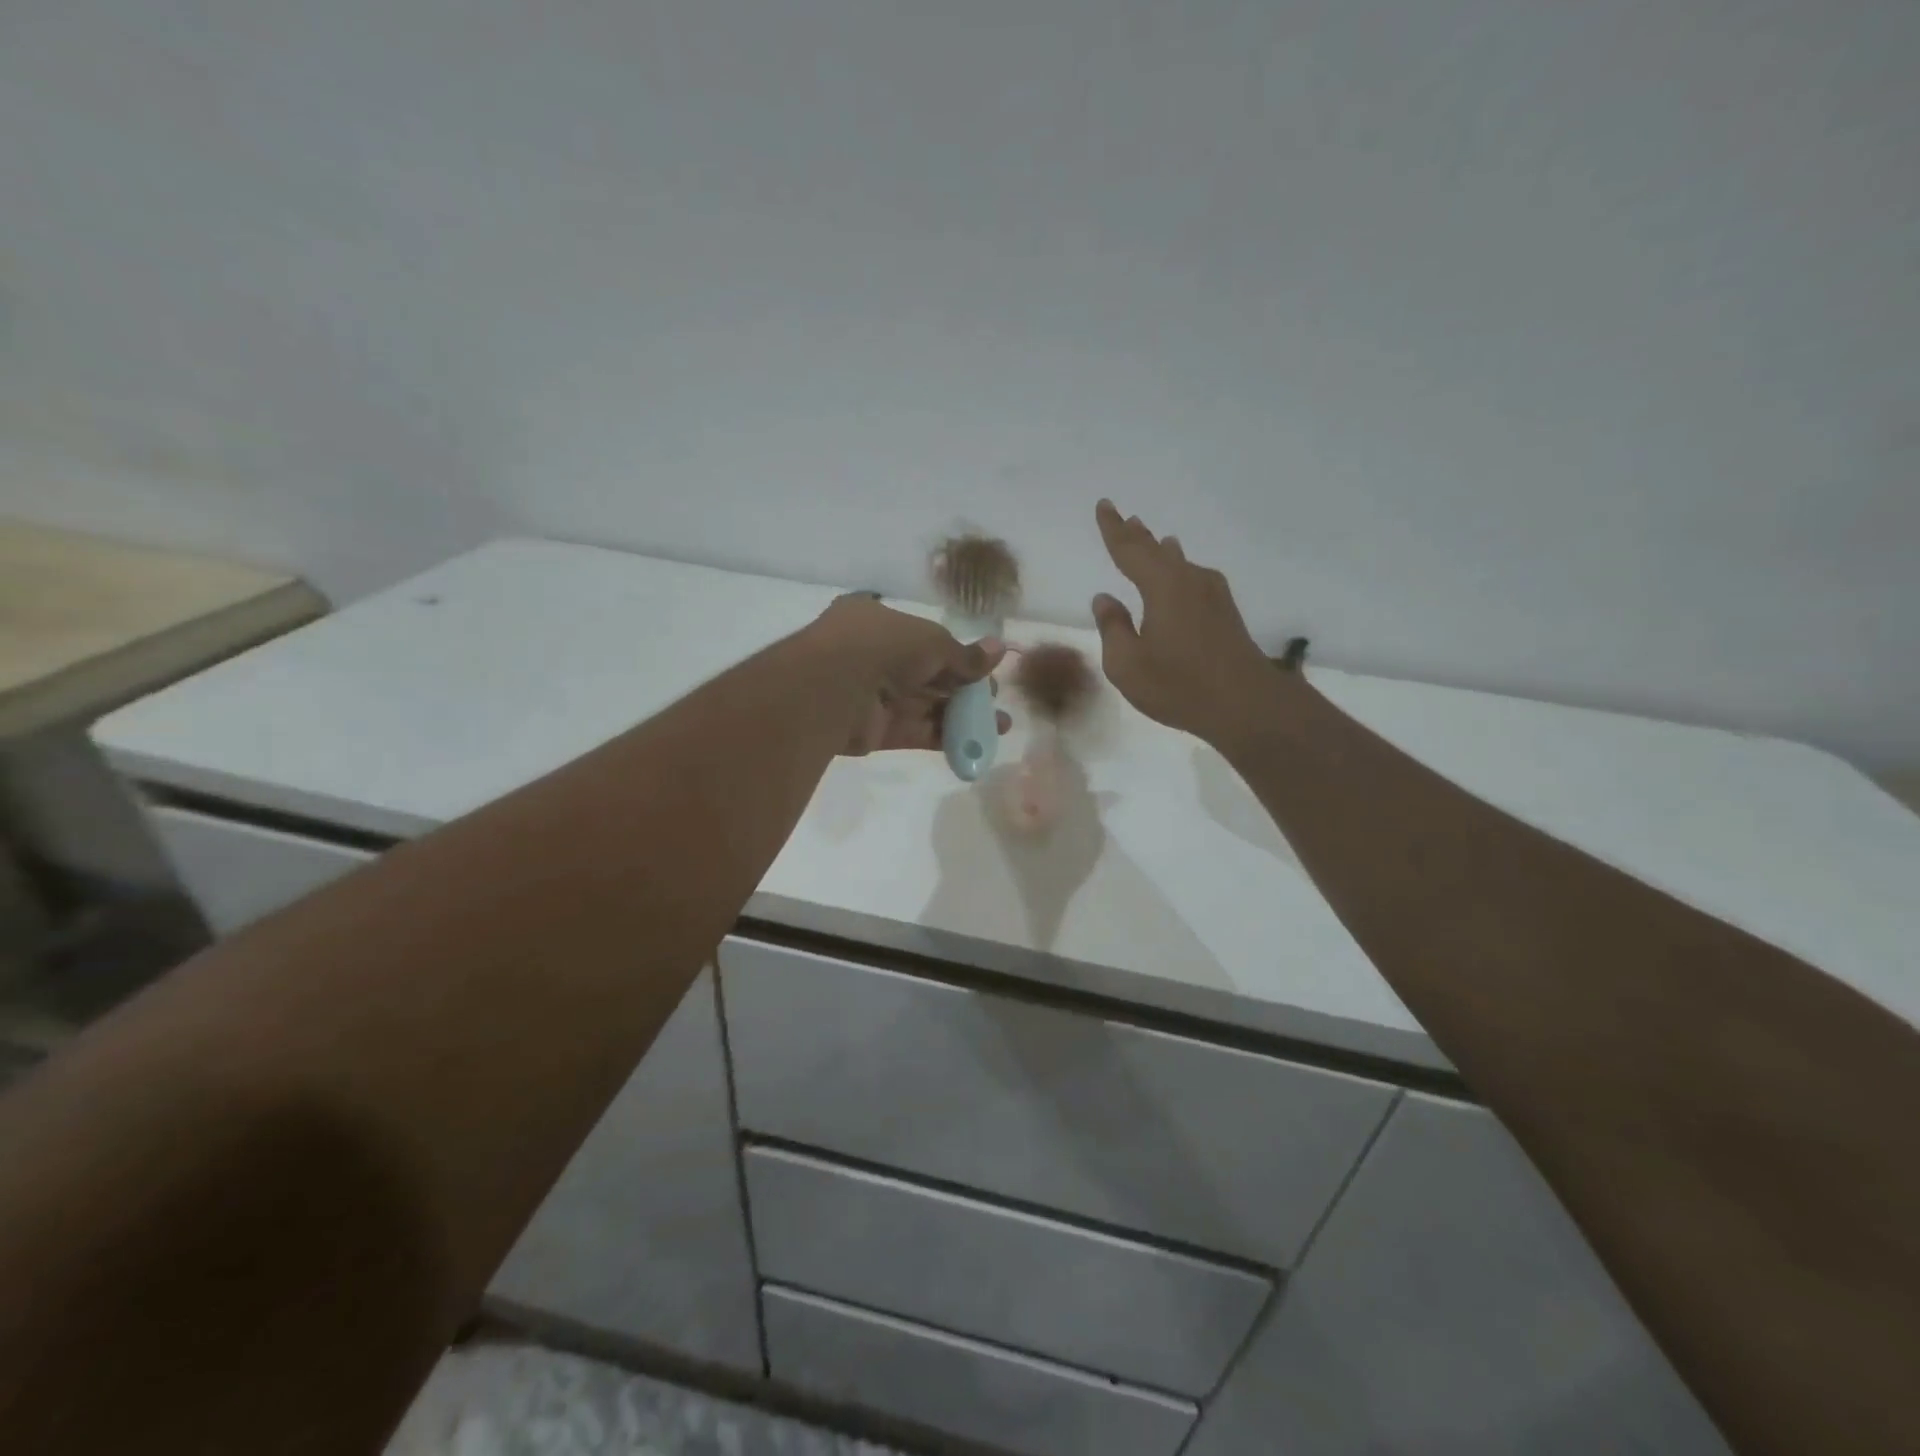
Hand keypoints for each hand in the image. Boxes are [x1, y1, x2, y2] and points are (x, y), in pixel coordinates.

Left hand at [805, 595, 1010, 755]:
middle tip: (996, 699)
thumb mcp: (933, 641)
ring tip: (999, 725)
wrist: (834, 687)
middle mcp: (874, 656)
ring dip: (962, 716)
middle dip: (965, 688)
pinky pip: (915, 731)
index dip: (957, 654)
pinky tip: (976, 743)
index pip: (925, 638)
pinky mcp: (875, 731)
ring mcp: (873, 695)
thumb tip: (1000, 649)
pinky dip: (945, 737)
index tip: (986, 668)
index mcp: (878, 623)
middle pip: (928, 675)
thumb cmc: (883, 646)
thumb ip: (965, 654)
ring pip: (925, 705)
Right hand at [1091, 500, 1285, 748]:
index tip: (1104, 506)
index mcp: (1161, 587)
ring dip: (1162, 551)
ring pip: (1179, 563)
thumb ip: (1113, 628)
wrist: (1246, 704)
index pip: (1129, 550)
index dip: (1113, 529)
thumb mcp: (1127, 664)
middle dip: (1137, 535)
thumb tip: (1105, 599)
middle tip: (1125, 517)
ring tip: (1154, 538)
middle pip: (1157, 551)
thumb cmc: (1179, 685)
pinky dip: (1179, 569)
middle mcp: (1189, 581)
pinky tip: (1183, 574)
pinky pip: (1194, 578)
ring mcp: (1212, 596)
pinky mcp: (1225, 613)